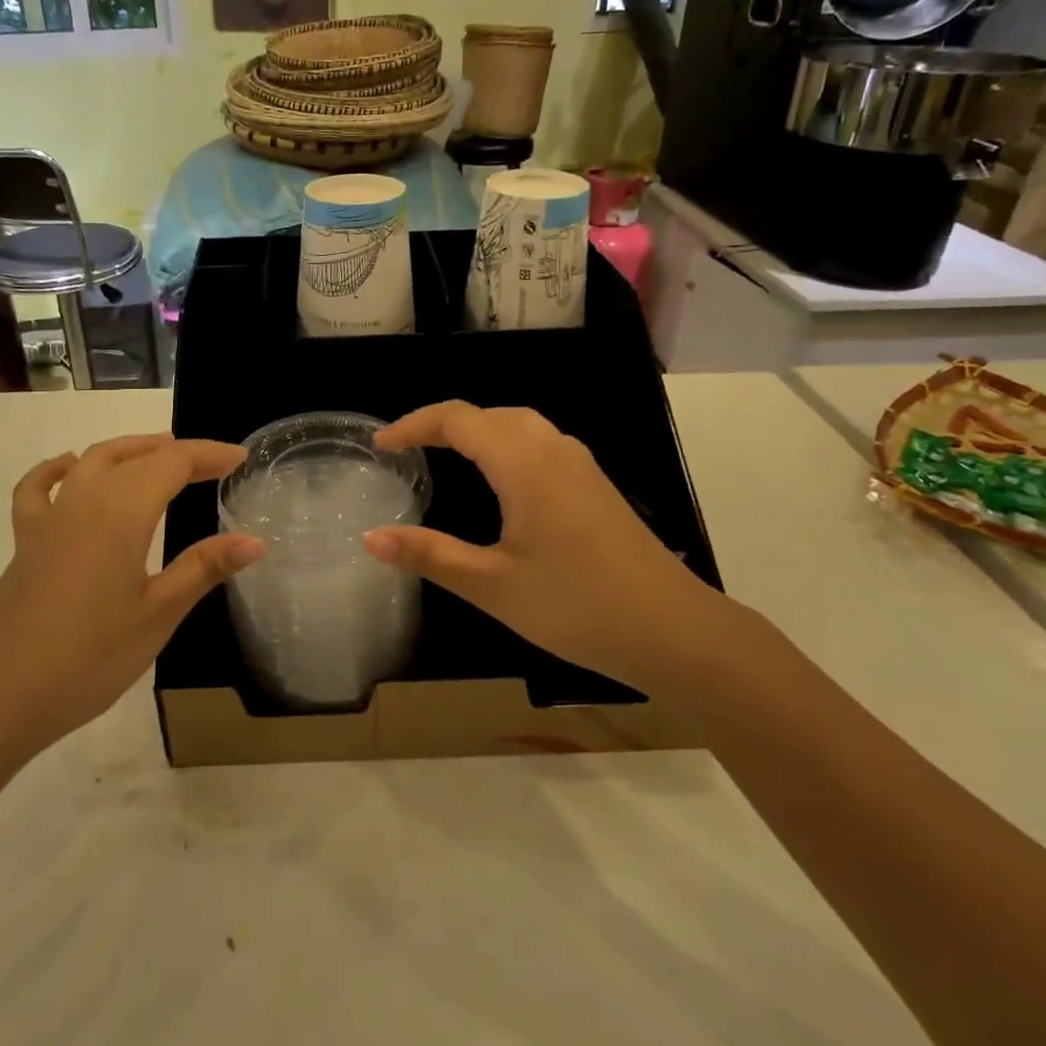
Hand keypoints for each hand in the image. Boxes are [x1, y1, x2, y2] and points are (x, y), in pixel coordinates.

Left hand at [0, 434, 262, 764]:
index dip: (209, 455)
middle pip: (136, 455)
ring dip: (131, 450)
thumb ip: (204, 568)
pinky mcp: (25, 540)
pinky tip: (70, 468)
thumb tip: (255, 541)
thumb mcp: (157, 614)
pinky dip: (59, 468)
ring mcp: (49, 517)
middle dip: (178, 452)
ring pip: (93, 459)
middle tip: (213, 464)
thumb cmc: (88, 658)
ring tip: (160, 455)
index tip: (241, 459)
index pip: (173, 462)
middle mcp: (85, 499)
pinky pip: (40, 486)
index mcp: (122, 511)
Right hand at [364, 402, 739, 694]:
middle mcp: (553, 449)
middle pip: (489, 414)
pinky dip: (505, 445)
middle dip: (442, 424)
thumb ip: (430, 555)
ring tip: (445, 457)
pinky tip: (501, 482)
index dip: (414, 425)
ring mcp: (581, 465)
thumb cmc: (577, 605)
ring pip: (519, 425)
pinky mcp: (596, 485)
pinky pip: (540, 444)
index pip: (458, 419)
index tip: (381, 446)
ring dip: (477, 431)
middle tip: (408, 450)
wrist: (675, 630)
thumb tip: (370, 538)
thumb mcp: (492, 585)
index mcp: (523, 464)